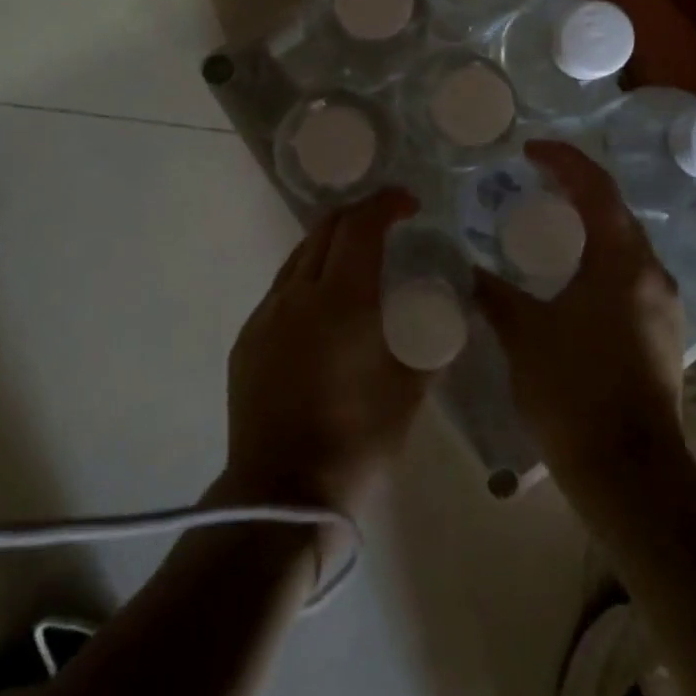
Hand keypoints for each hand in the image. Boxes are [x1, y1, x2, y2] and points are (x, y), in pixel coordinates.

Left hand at [223, 188, 428, 517]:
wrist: (280, 491)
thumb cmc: (357, 440)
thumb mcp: (409, 390)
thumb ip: (430, 344)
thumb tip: (447, 319)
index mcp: (342, 299)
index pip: (361, 225)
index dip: (385, 203)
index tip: (408, 203)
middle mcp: (298, 293)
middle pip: (325, 229)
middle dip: (358, 215)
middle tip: (386, 224)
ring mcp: (266, 314)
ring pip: (299, 256)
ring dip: (330, 244)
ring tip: (356, 260)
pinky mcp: (248, 338)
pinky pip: (281, 289)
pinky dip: (308, 277)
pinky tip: (322, 306)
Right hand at [474, 141, 687, 496]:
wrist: (629, 473)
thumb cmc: (573, 392)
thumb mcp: (523, 334)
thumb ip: (492, 293)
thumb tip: (465, 270)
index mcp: (622, 263)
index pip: (596, 188)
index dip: (563, 160)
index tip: (529, 149)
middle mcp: (651, 274)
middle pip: (616, 212)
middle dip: (578, 188)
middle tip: (535, 181)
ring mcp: (663, 306)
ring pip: (625, 245)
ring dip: (590, 225)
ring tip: (548, 223)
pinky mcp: (661, 333)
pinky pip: (628, 275)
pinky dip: (598, 258)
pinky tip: (570, 277)